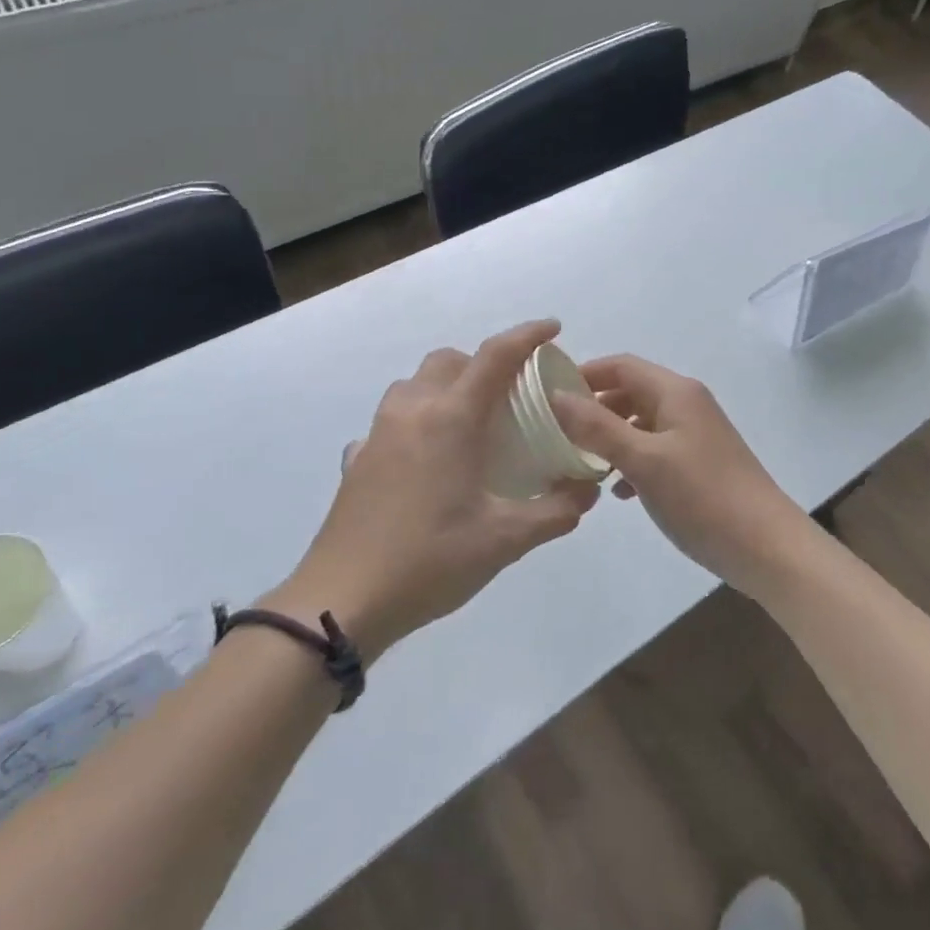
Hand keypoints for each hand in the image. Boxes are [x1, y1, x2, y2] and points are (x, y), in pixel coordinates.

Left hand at [264, 320, 601, 662]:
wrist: (342, 600)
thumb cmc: (430, 561)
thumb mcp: (504, 541)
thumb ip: (555, 511)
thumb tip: (587, 492)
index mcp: (451, 417)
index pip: (495, 355)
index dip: (527, 335)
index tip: (553, 329)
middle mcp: (412, 410)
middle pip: (450, 360)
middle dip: (484, 363)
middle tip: (511, 395)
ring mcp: (378, 432)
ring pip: (415, 383)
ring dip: (446, 386)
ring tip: (469, 423)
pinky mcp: (357, 458)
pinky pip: (391, 420)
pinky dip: (415, 422)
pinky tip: (425, 459)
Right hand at [550, 355, 811, 598]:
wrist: (768, 548)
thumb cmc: (703, 497)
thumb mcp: (643, 460)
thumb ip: (597, 427)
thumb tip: (556, 395)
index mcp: (675, 392)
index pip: (621, 365)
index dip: (584, 374)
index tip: (548, 397)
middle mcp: (686, 404)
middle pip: (630, 392)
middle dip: (594, 409)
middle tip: (558, 434)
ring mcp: (695, 435)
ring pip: (641, 423)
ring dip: (611, 438)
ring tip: (581, 465)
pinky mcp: (699, 463)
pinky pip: (655, 450)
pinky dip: (632, 461)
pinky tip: (619, 492)